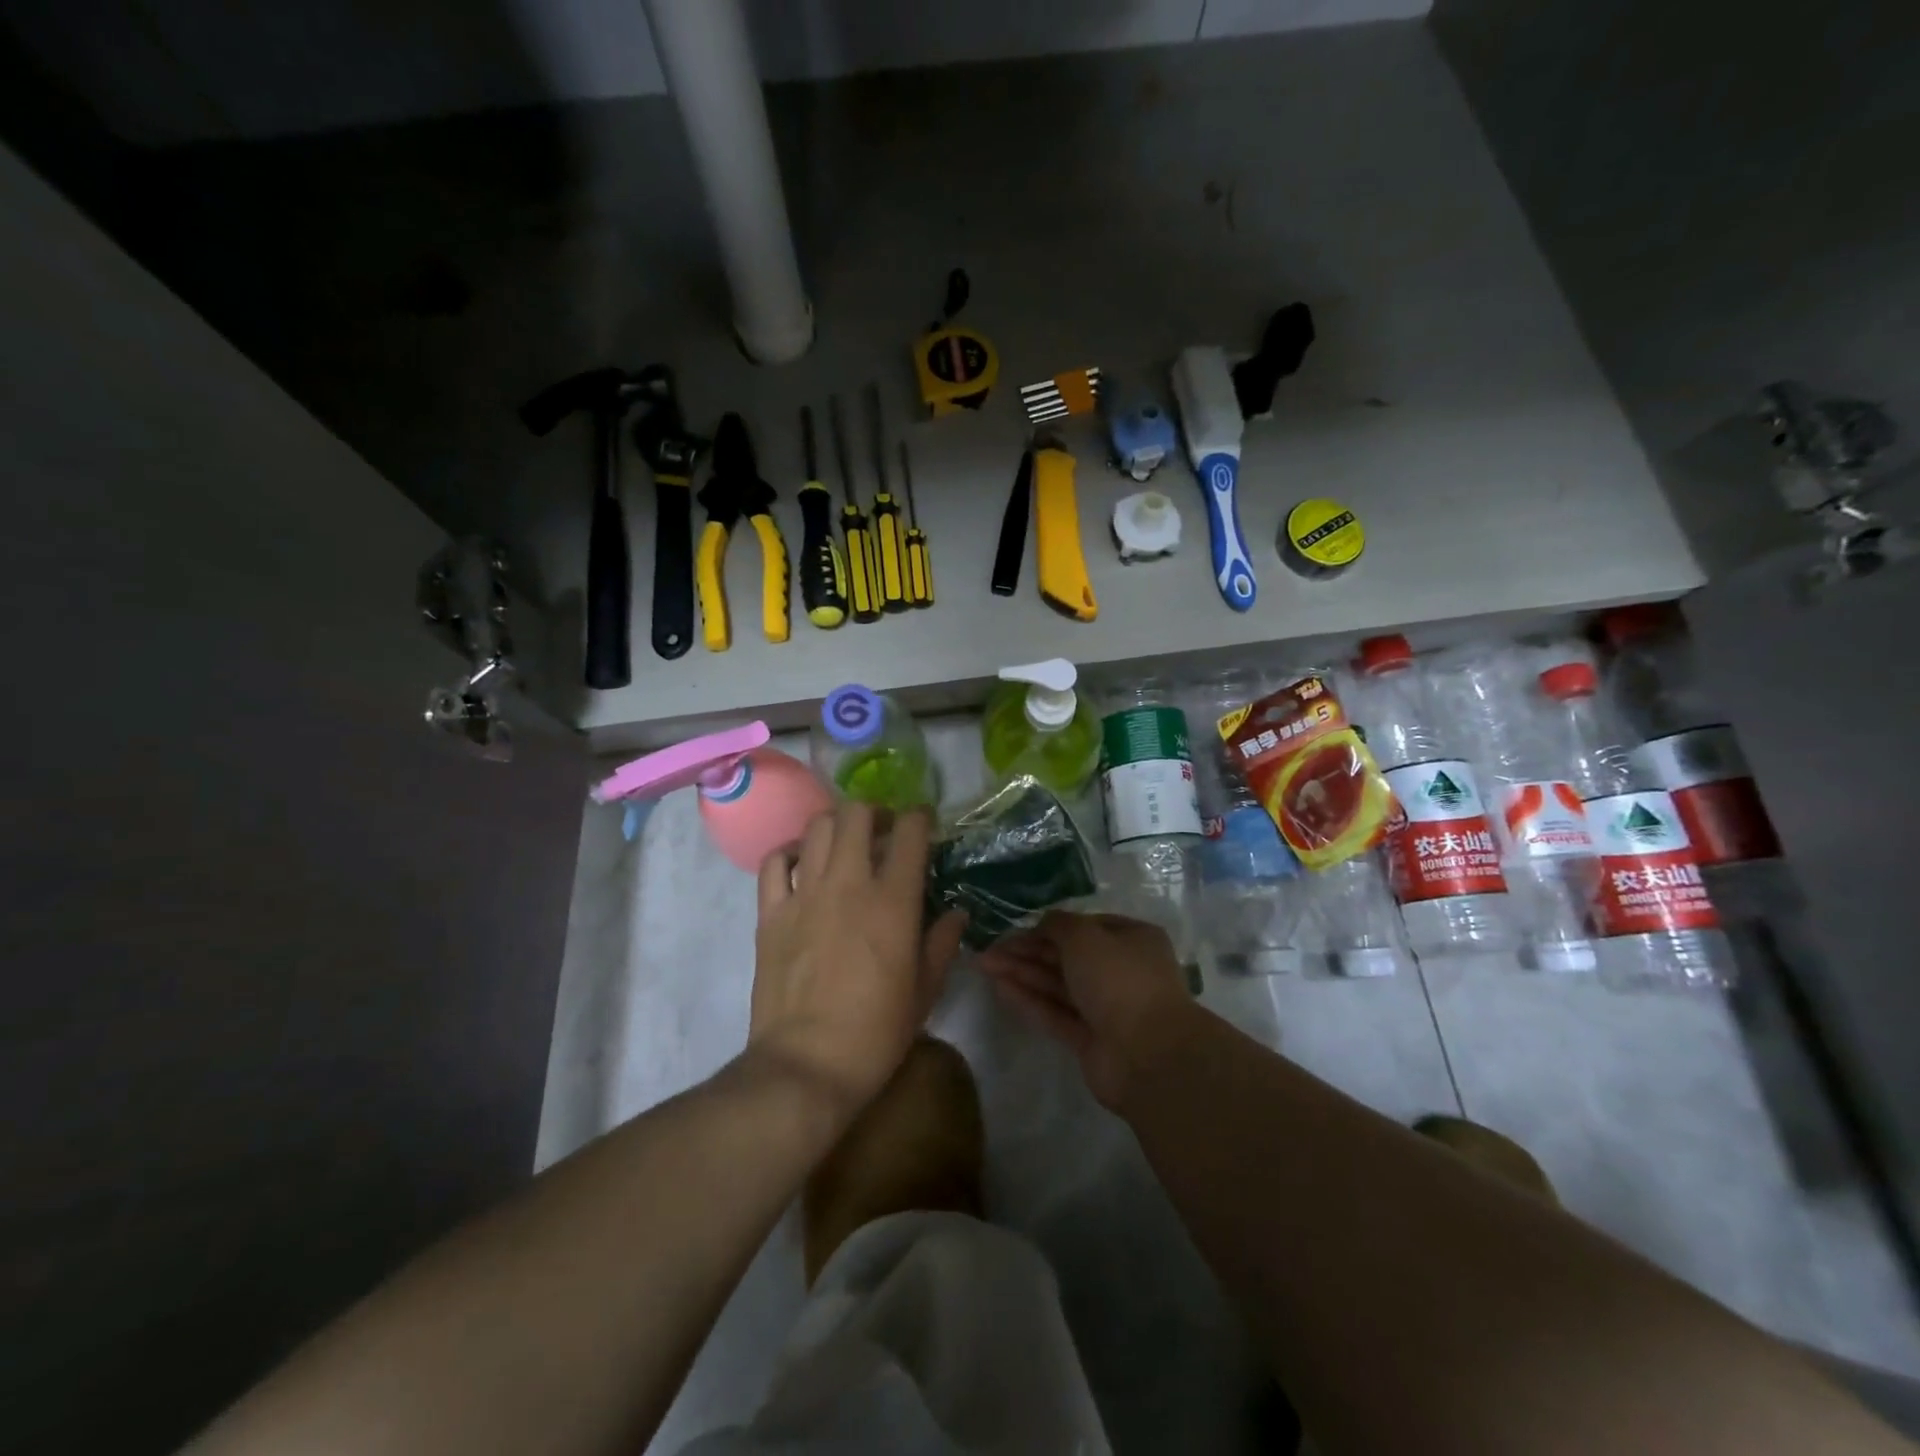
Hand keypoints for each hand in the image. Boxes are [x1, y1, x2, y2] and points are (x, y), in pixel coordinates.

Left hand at [750, 802, 965, 1118]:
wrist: (806, 1066)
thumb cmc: (876, 1033)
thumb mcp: (925, 991)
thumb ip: (942, 943)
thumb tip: (956, 913)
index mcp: (893, 901)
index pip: (910, 833)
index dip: (920, 818)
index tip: (923, 824)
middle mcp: (849, 884)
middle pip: (857, 814)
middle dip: (875, 813)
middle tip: (882, 832)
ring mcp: (805, 894)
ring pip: (817, 828)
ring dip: (837, 826)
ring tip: (845, 845)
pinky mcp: (770, 913)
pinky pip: (774, 862)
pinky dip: (791, 853)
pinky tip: (802, 865)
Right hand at [977, 911, 1194, 1109]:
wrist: (1148, 1054)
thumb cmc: (1120, 979)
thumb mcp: (1086, 936)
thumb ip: (1058, 924)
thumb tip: (1042, 923)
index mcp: (1132, 939)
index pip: (1085, 927)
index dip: (1049, 926)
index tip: (1015, 928)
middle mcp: (1121, 970)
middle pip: (1067, 956)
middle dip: (1028, 950)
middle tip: (989, 948)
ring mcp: (1106, 1007)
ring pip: (1058, 984)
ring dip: (1022, 973)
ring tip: (984, 964)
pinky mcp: (1090, 1039)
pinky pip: (1055, 1013)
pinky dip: (1029, 1000)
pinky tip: (999, 988)